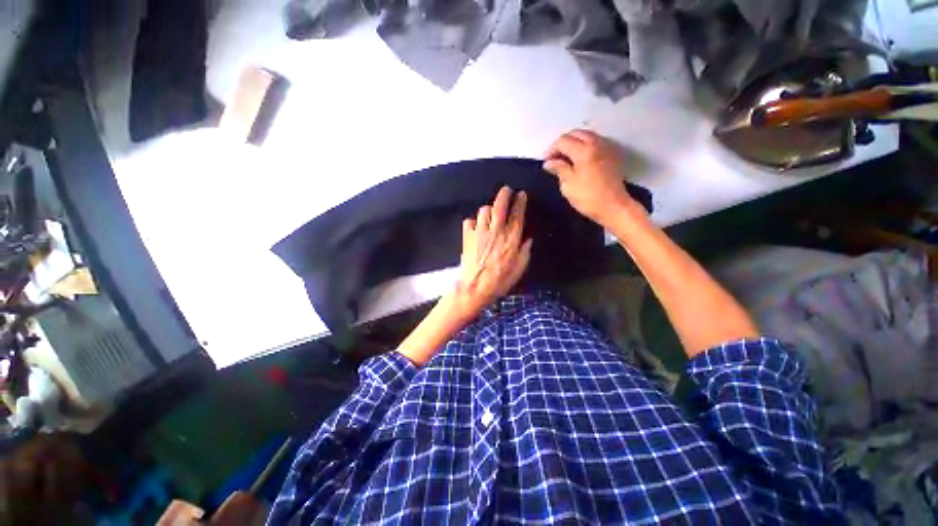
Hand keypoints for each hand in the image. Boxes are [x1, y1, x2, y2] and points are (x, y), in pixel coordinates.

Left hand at [453, 186, 532, 316]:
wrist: (476, 287)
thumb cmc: (501, 280)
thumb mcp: (520, 268)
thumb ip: (525, 251)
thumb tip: (528, 238)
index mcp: (511, 239)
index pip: (517, 215)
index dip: (520, 202)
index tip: (521, 194)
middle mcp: (495, 231)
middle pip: (499, 206)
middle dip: (504, 195)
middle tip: (506, 190)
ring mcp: (479, 232)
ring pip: (483, 211)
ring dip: (488, 209)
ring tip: (491, 212)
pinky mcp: (467, 237)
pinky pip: (469, 221)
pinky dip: (473, 221)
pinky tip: (476, 226)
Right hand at [543, 129, 641, 226]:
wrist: (613, 206)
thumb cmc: (587, 197)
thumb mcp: (568, 184)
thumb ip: (559, 168)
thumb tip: (548, 162)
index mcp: (583, 150)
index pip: (563, 141)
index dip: (551, 150)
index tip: (545, 161)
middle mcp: (596, 143)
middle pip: (576, 133)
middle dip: (563, 143)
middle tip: (555, 158)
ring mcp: (607, 147)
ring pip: (587, 136)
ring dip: (575, 143)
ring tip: (566, 158)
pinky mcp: (613, 154)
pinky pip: (596, 142)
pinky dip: (586, 146)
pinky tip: (580, 159)